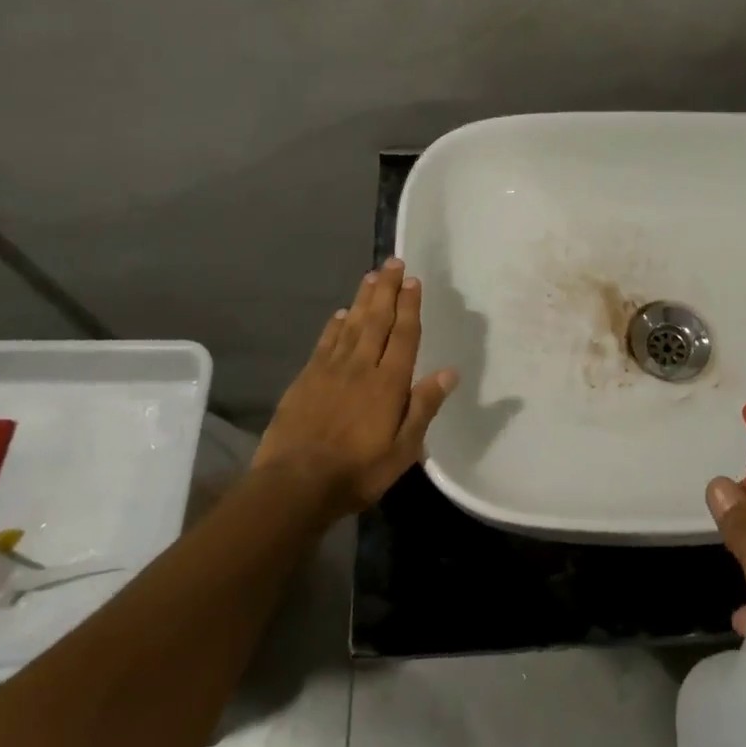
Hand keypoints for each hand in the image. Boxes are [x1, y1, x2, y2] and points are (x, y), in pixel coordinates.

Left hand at [252, 257, 457, 515]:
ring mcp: (331, 369)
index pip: (403, 335)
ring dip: (364, 299)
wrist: (295, 483)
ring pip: (352, 324)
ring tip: (372, 276)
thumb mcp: (403, 449)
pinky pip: (326, 342)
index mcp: (389, 382)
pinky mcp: (307, 378)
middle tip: (393, 263)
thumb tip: (450, 372)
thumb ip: (424, 407)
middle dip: (387, 289)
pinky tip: (341, 313)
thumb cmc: (357, 471)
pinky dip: (335, 325)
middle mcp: (361, 366)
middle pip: (377, 320)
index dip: (409, 306)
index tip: (413, 281)